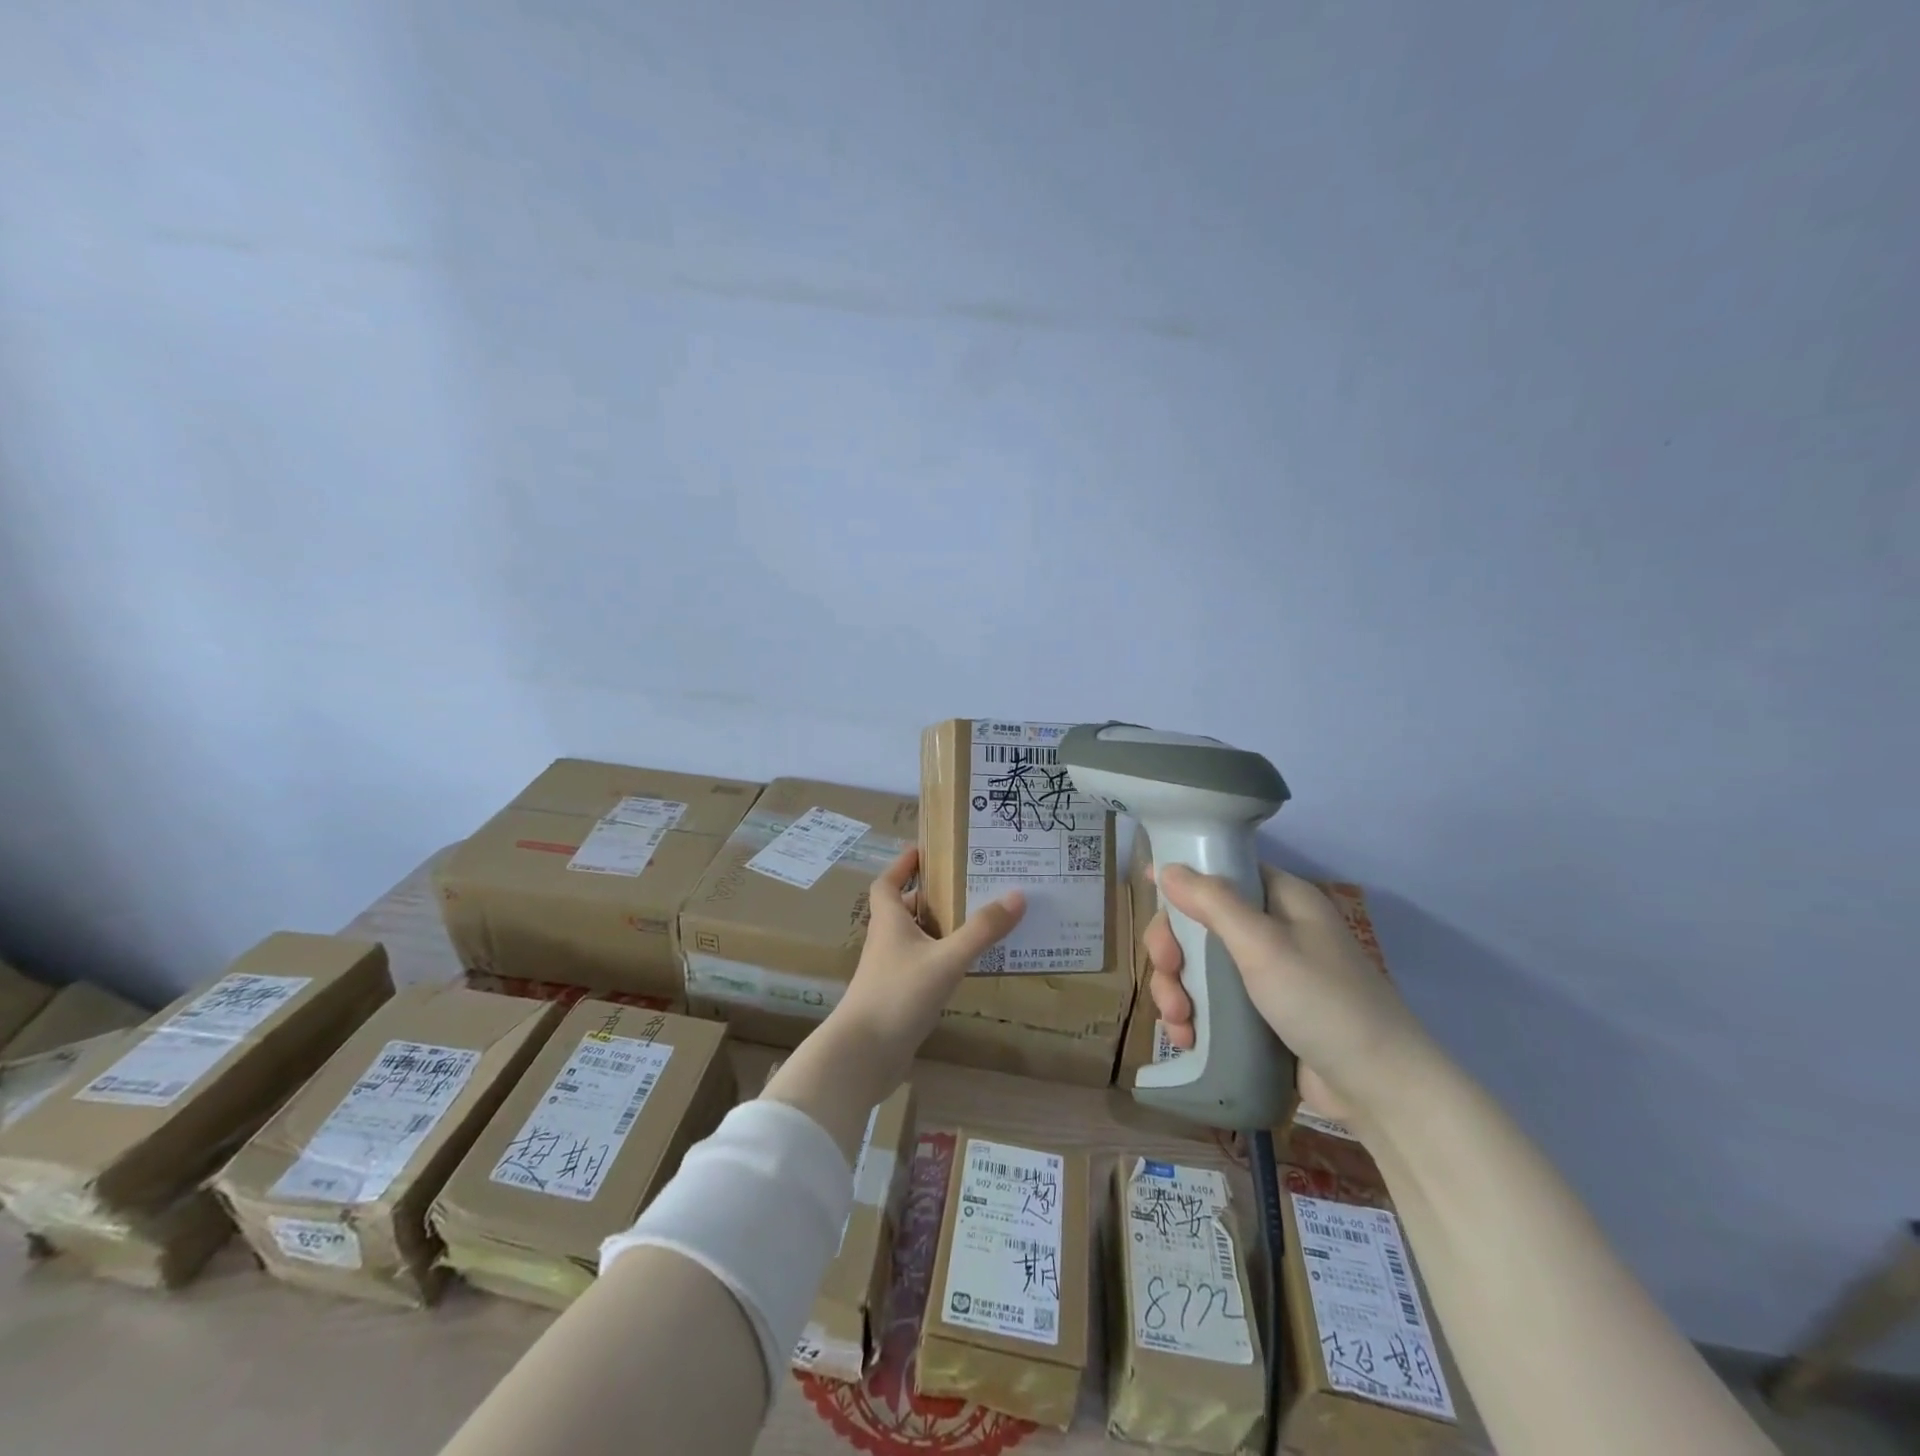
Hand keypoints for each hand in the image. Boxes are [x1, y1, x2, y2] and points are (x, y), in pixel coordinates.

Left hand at [824, 846, 1024, 1100]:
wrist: (863, 1055)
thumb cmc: (898, 995)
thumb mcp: (946, 959)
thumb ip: (982, 930)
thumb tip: (1017, 895)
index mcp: (889, 921)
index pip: (887, 882)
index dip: (902, 865)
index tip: (925, 850)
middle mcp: (886, 941)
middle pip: (904, 909)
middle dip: (931, 896)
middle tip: (967, 886)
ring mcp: (890, 971)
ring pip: (915, 939)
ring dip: (939, 929)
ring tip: (976, 921)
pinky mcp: (897, 997)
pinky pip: (922, 966)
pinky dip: (941, 959)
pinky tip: (966, 966)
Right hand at [1145, 863, 1433, 1126]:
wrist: (1381, 1089)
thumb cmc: (1323, 1002)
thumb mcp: (1264, 945)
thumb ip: (1212, 902)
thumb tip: (1165, 867)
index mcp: (1281, 899)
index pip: (1220, 873)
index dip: (1182, 885)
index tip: (1153, 904)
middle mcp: (1272, 930)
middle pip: (1199, 922)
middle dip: (1173, 950)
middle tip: (1168, 974)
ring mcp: (1266, 974)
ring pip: (1198, 965)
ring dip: (1176, 989)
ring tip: (1178, 1021)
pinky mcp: (1260, 1015)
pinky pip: (1211, 1002)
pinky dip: (1192, 1017)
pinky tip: (1185, 1038)